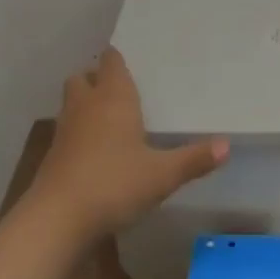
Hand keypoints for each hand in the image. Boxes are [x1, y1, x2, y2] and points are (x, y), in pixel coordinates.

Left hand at [26, 48, 228, 239]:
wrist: (56, 220)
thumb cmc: (114, 183)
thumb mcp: (162, 175)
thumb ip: (193, 159)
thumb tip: (228, 146)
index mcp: (114, 97)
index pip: (112, 61)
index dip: (118, 58)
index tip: (132, 59)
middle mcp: (87, 105)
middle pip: (84, 77)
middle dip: (97, 78)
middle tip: (119, 89)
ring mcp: (65, 130)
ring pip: (72, 103)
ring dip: (84, 104)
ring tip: (108, 118)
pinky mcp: (52, 157)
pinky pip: (66, 132)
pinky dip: (78, 134)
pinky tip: (94, 153)